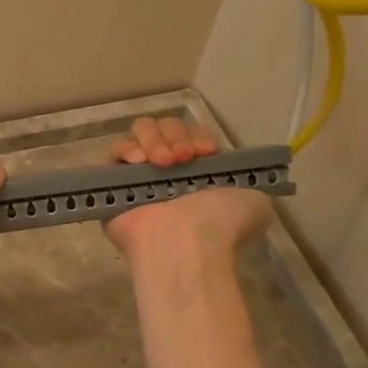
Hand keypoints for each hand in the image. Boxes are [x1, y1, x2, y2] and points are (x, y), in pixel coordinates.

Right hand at [102, 117, 275, 263]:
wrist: (185, 241)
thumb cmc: (221, 222)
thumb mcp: (256, 200)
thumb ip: (248, 181)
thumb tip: (237, 177)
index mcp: (199, 174)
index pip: (191, 134)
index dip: (198, 136)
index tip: (206, 153)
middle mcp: (168, 173)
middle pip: (165, 127)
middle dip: (176, 136)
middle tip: (183, 159)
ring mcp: (138, 177)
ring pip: (140, 133)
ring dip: (154, 140)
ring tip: (162, 164)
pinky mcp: (111, 183)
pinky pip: (114, 152)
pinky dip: (127, 149)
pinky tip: (140, 162)